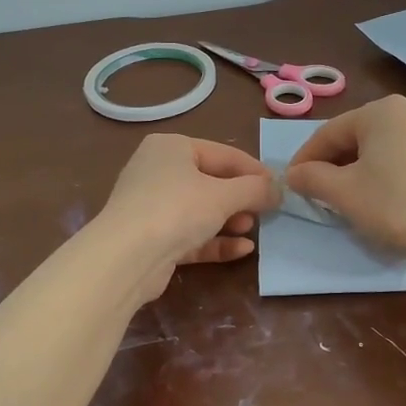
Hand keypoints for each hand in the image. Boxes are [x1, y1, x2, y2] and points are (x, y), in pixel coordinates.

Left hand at [95, 134, 280, 300]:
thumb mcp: (223, 195)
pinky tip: (242, 250)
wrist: (126, 258)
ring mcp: (152, 207)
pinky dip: (215, 241)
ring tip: (253, 229)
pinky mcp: (152, 239)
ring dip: (230, 220)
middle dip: (241, 198)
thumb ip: (255, 189)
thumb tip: (279, 189)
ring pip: (200, 211)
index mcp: (171, 148)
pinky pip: (191, 235)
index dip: (254, 170)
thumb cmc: (176, 209)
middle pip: (211, 182)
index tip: (279, 187)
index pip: (222, 154)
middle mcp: (158, 171)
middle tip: (266, 211)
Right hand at [286, 96, 405, 267]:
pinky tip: (387, 200)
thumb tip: (293, 174)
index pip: (330, 132)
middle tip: (319, 192)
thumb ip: (312, 178)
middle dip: (335, 164)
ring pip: (385, 149)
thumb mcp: (343, 193)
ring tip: (351, 198)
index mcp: (382, 111)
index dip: (306, 159)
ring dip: (362, 170)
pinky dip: (390, 175)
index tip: (292, 182)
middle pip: (359, 137)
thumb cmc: (395, 205)